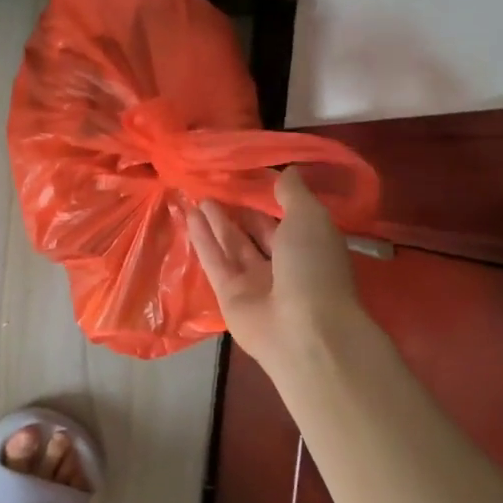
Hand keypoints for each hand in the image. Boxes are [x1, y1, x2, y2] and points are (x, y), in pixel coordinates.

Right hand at [188, 170, 361, 371]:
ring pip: (233, 246)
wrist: (303, 330)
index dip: (269, 199)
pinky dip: (203, 239)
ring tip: (197, 197)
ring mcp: (256, 283)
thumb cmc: (314, 267)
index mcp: (311, 247)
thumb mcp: (310, 219)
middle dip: (239, 212)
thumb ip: (294, 194)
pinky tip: (189, 216)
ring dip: (216, 222)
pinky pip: (215, 262)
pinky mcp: (229, 295)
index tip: (248, 177)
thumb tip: (287, 172)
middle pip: (257, 233)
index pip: (288, 219)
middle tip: (216, 187)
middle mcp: (284, 265)